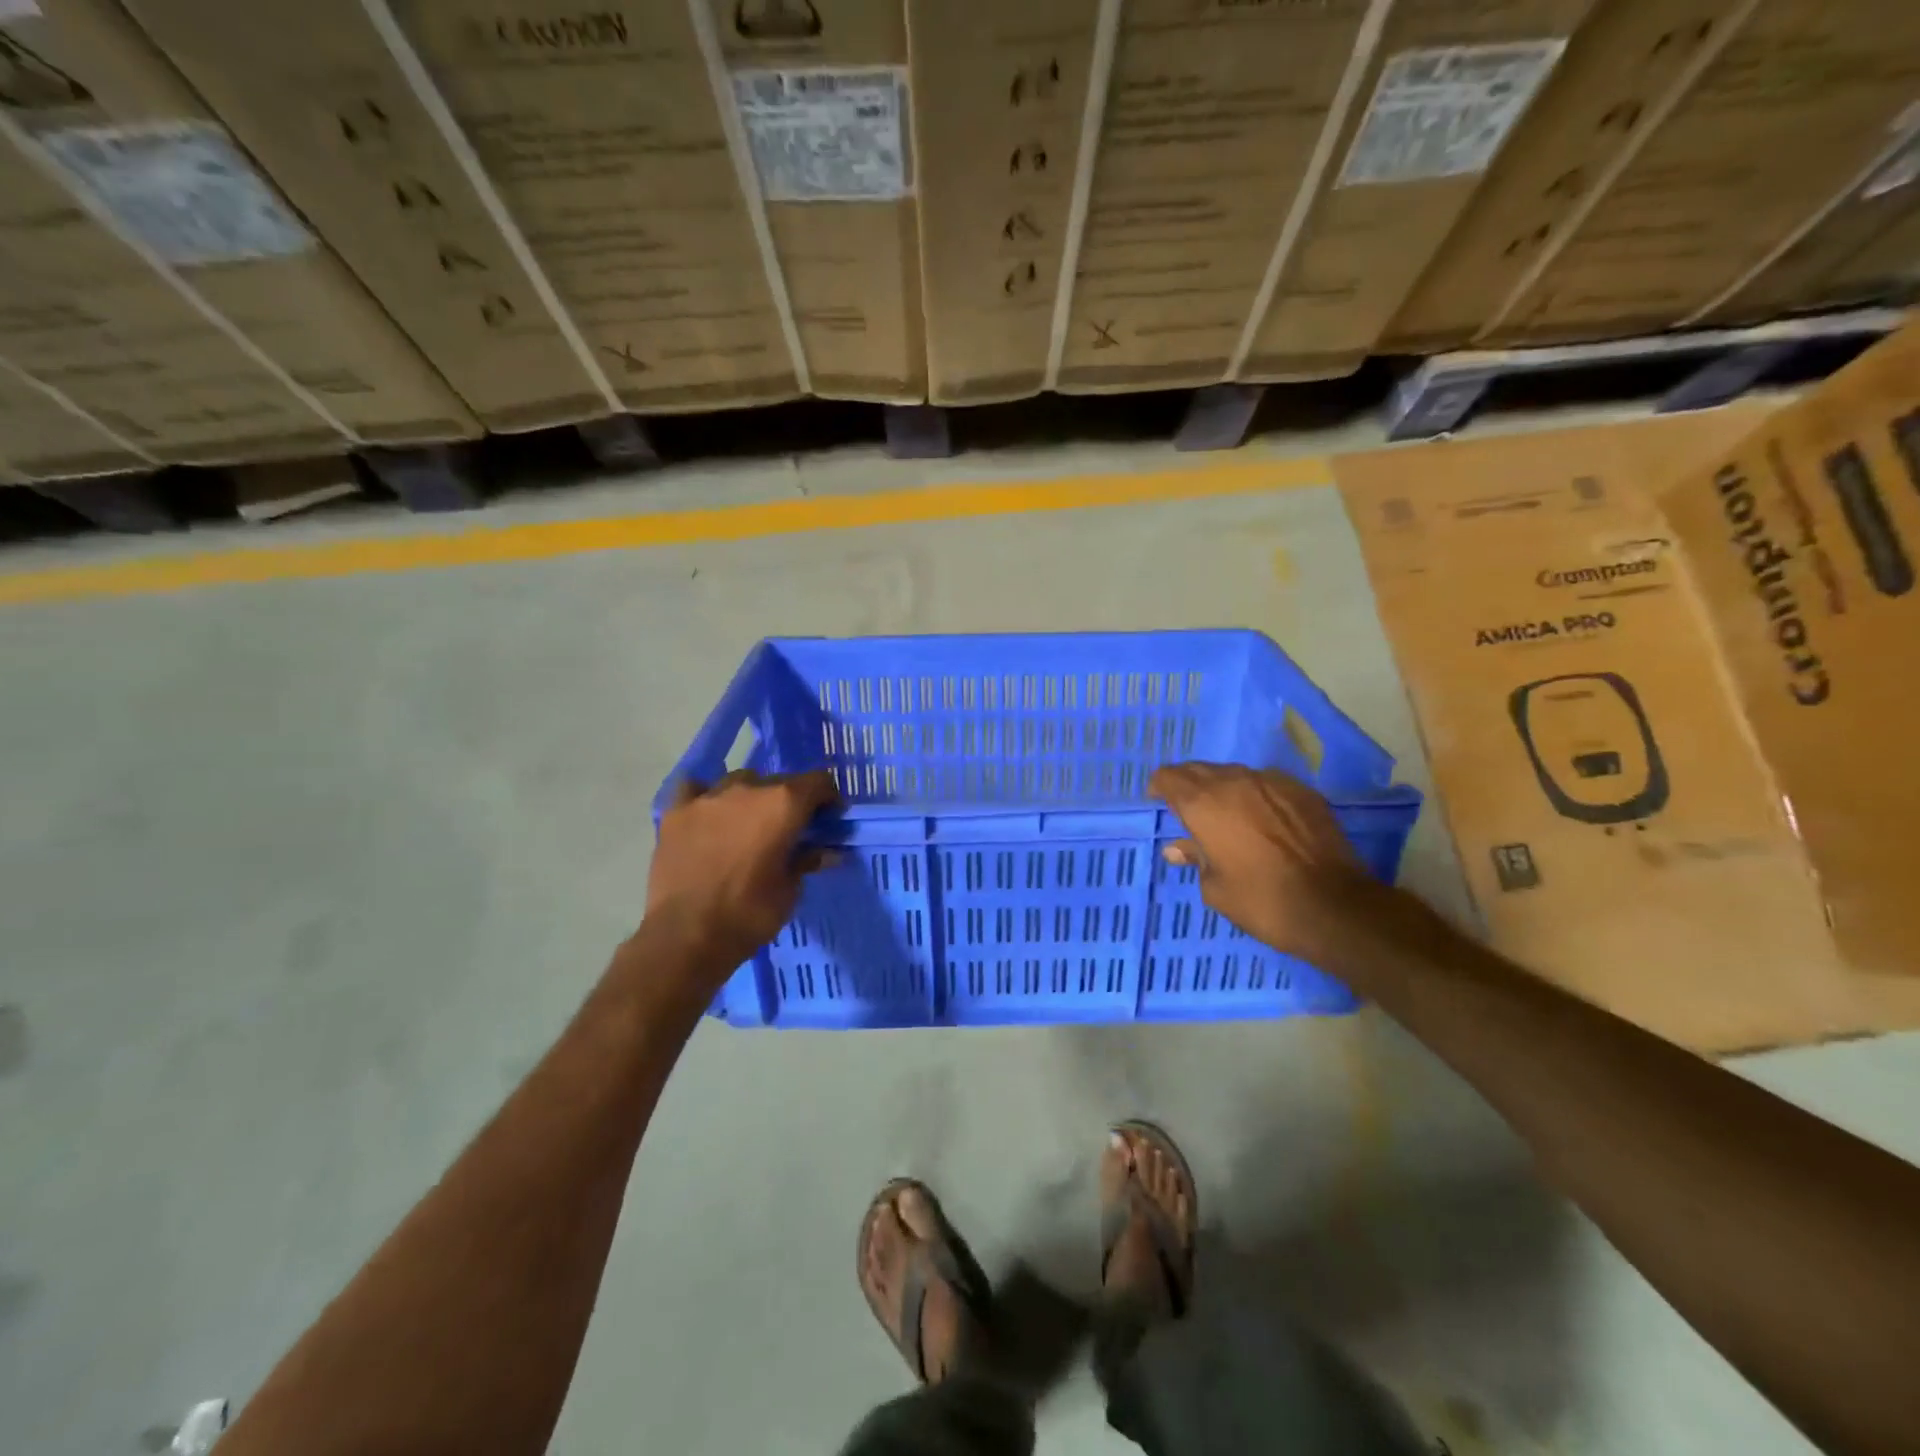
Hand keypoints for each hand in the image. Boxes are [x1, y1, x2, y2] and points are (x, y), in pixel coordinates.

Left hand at [645, 770, 840, 974]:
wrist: (686, 937)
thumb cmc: (749, 914)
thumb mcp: (791, 891)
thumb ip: (806, 861)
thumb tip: (826, 852)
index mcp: (784, 804)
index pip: (819, 781)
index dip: (828, 798)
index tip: (828, 819)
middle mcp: (748, 789)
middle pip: (779, 781)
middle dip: (789, 801)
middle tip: (788, 830)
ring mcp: (708, 797)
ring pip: (739, 781)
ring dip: (751, 797)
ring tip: (747, 825)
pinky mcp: (676, 812)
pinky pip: (696, 788)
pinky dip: (706, 796)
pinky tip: (708, 815)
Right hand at [1148, 763, 1377, 959]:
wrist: (1333, 905)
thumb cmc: (1261, 900)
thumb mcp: (1215, 887)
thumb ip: (1195, 858)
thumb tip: (1177, 848)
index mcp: (1202, 804)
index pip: (1168, 777)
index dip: (1160, 787)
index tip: (1158, 802)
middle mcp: (1233, 782)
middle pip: (1199, 769)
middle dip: (1188, 784)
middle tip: (1187, 808)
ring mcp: (1271, 782)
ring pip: (1234, 774)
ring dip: (1223, 788)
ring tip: (1226, 813)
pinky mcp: (1302, 791)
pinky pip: (1267, 783)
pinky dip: (1256, 795)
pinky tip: (1263, 818)